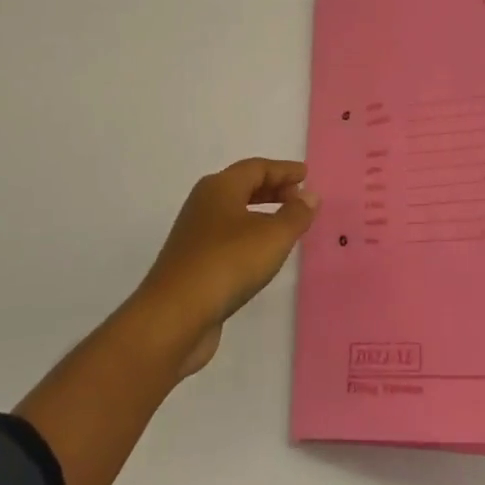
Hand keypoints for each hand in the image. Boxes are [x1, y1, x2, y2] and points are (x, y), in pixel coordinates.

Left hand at [134, 159, 318, 376]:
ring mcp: (195, 235)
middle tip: (299, 197)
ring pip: (234, 213)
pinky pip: (228, 238)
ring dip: (261, 214)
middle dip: (273, 189)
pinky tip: (261, 255)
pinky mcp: (193, 264)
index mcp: (219, 187)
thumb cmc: (227, 263)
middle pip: (242, 187)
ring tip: (285, 225)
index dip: (283, 170)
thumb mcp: (272, 236)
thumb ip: (295, 214)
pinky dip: (249, 237)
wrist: (174, 316)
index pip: (256, 168)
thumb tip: (310, 196)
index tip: (306, 174)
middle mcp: (204, 204)